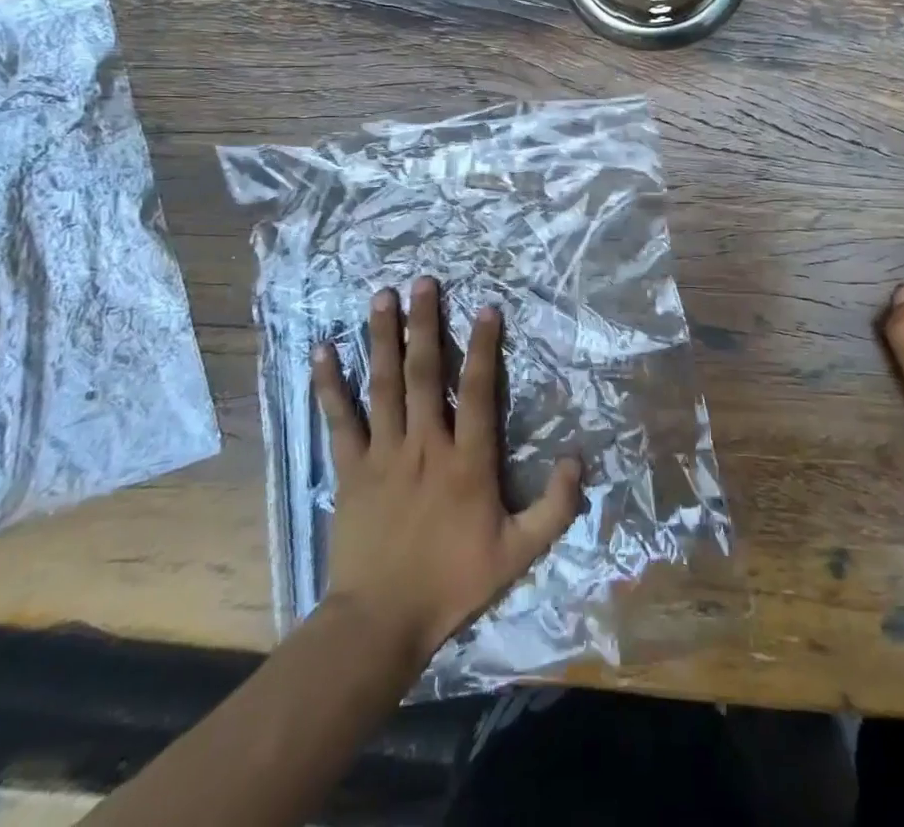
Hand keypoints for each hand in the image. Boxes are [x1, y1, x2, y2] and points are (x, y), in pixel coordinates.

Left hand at [312, 277, 582, 665]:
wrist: (381, 622)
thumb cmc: (452, 583)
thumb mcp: (518, 553)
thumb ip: (554, 508)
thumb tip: (579, 460)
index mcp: (466, 461)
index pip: (478, 391)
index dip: (484, 347)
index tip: (486, 307)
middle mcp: (424, 445)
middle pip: (424, 373)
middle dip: (425, 323)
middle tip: (423, 281)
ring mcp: (383, 453)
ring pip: (383, 385)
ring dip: (382, 339)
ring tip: (382, 298)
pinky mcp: (350, 469)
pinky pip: (339, 420)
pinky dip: (330, 385)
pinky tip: (323, 351)